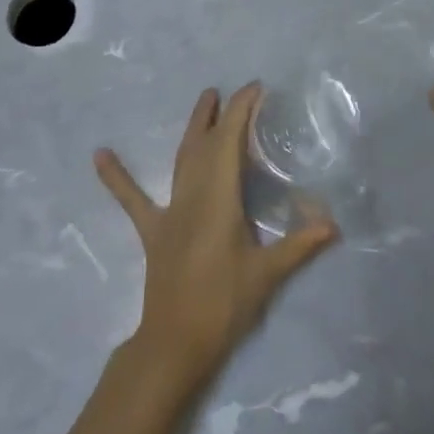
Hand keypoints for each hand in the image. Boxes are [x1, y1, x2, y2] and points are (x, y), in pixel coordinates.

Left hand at [96, 84, 337, 391]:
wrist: (175, 344)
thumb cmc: (224, 305)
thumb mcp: (268, 274)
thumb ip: (301, 245)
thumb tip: (334, 224)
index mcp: (220, 197)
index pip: (231, 141)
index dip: (242, 110)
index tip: (256, 89)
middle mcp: (193, 194)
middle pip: (207, 143)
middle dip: (222, 113)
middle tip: (234, 91)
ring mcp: (170, 211)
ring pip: (182, 159)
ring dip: (194, 128)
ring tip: (204, 99)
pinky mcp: (153, 231)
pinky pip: (133, 200)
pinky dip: (117, 177)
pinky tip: (99, 155)